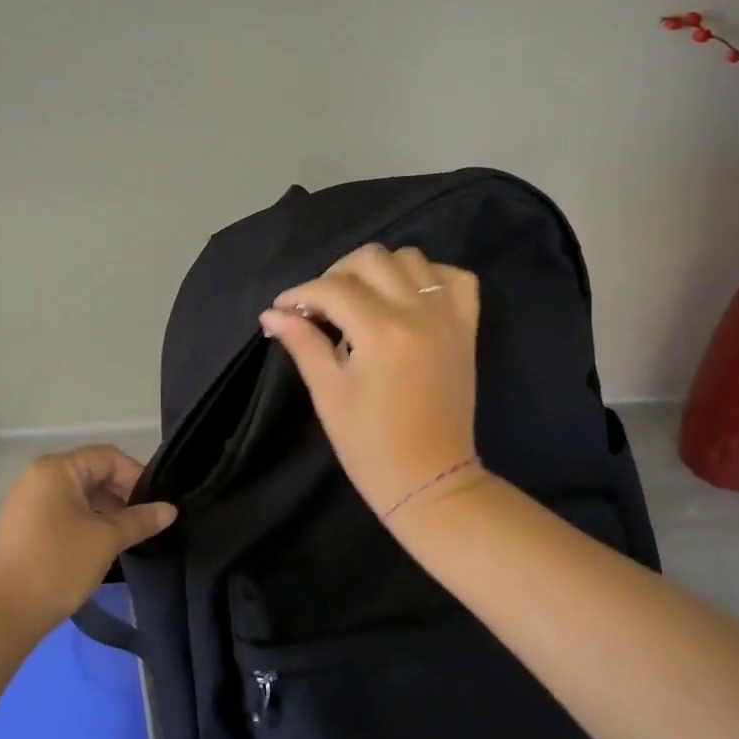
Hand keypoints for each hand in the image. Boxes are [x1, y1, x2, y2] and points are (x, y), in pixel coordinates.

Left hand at [0, 446, 177, 635]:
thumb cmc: (58, 565)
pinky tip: (99, 546)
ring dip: (105, 511)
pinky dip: (85, 521)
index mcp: (57, 469)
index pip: (108, 457)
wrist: (3, 616)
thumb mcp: (106, 540)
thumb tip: (170, 509)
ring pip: (78, 495)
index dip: (136, 477)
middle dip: (122, 495)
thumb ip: (140, 520)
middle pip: (92, 473)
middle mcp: (39, 476)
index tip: (155, 506)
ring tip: (125, 538)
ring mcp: (27, 501)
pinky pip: (62, 511)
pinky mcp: (22, 526)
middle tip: (143, 524)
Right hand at [260, 244, 480, 516]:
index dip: (300, 294)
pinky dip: (429, 276)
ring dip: (379, 270)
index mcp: (381, 333)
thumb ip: (303, 343)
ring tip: (361, 299)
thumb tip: (271, 314)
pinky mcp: (467, 328)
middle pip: (372, 259)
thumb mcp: (328, 393)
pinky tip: (407, 297)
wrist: (430, 480)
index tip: (282, 309)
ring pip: (412, 259)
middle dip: (336, 274)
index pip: (333, 288)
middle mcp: (419, 313)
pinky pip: (456, 278)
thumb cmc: (369, 445)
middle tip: (320, 305)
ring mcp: (448, 318)